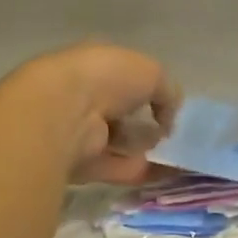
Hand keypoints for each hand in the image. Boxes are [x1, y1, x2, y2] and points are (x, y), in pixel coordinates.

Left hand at [13, 43, 179, 184]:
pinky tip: (165, 173)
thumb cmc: (106, 79)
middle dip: (145, 121)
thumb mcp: (151, 72)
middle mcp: (83, 95)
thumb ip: (167, 92)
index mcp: (95, 64)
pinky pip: (115, 167)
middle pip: (120, 110)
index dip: (147, 88)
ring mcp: (78, 130)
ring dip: (144, 148)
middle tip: (171, 132)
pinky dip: (139, 171)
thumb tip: (169, 119)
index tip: (168, 105)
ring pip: (117, 140)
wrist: (62, 113)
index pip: (123, 75)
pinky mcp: (78, 163)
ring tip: (175, 155)